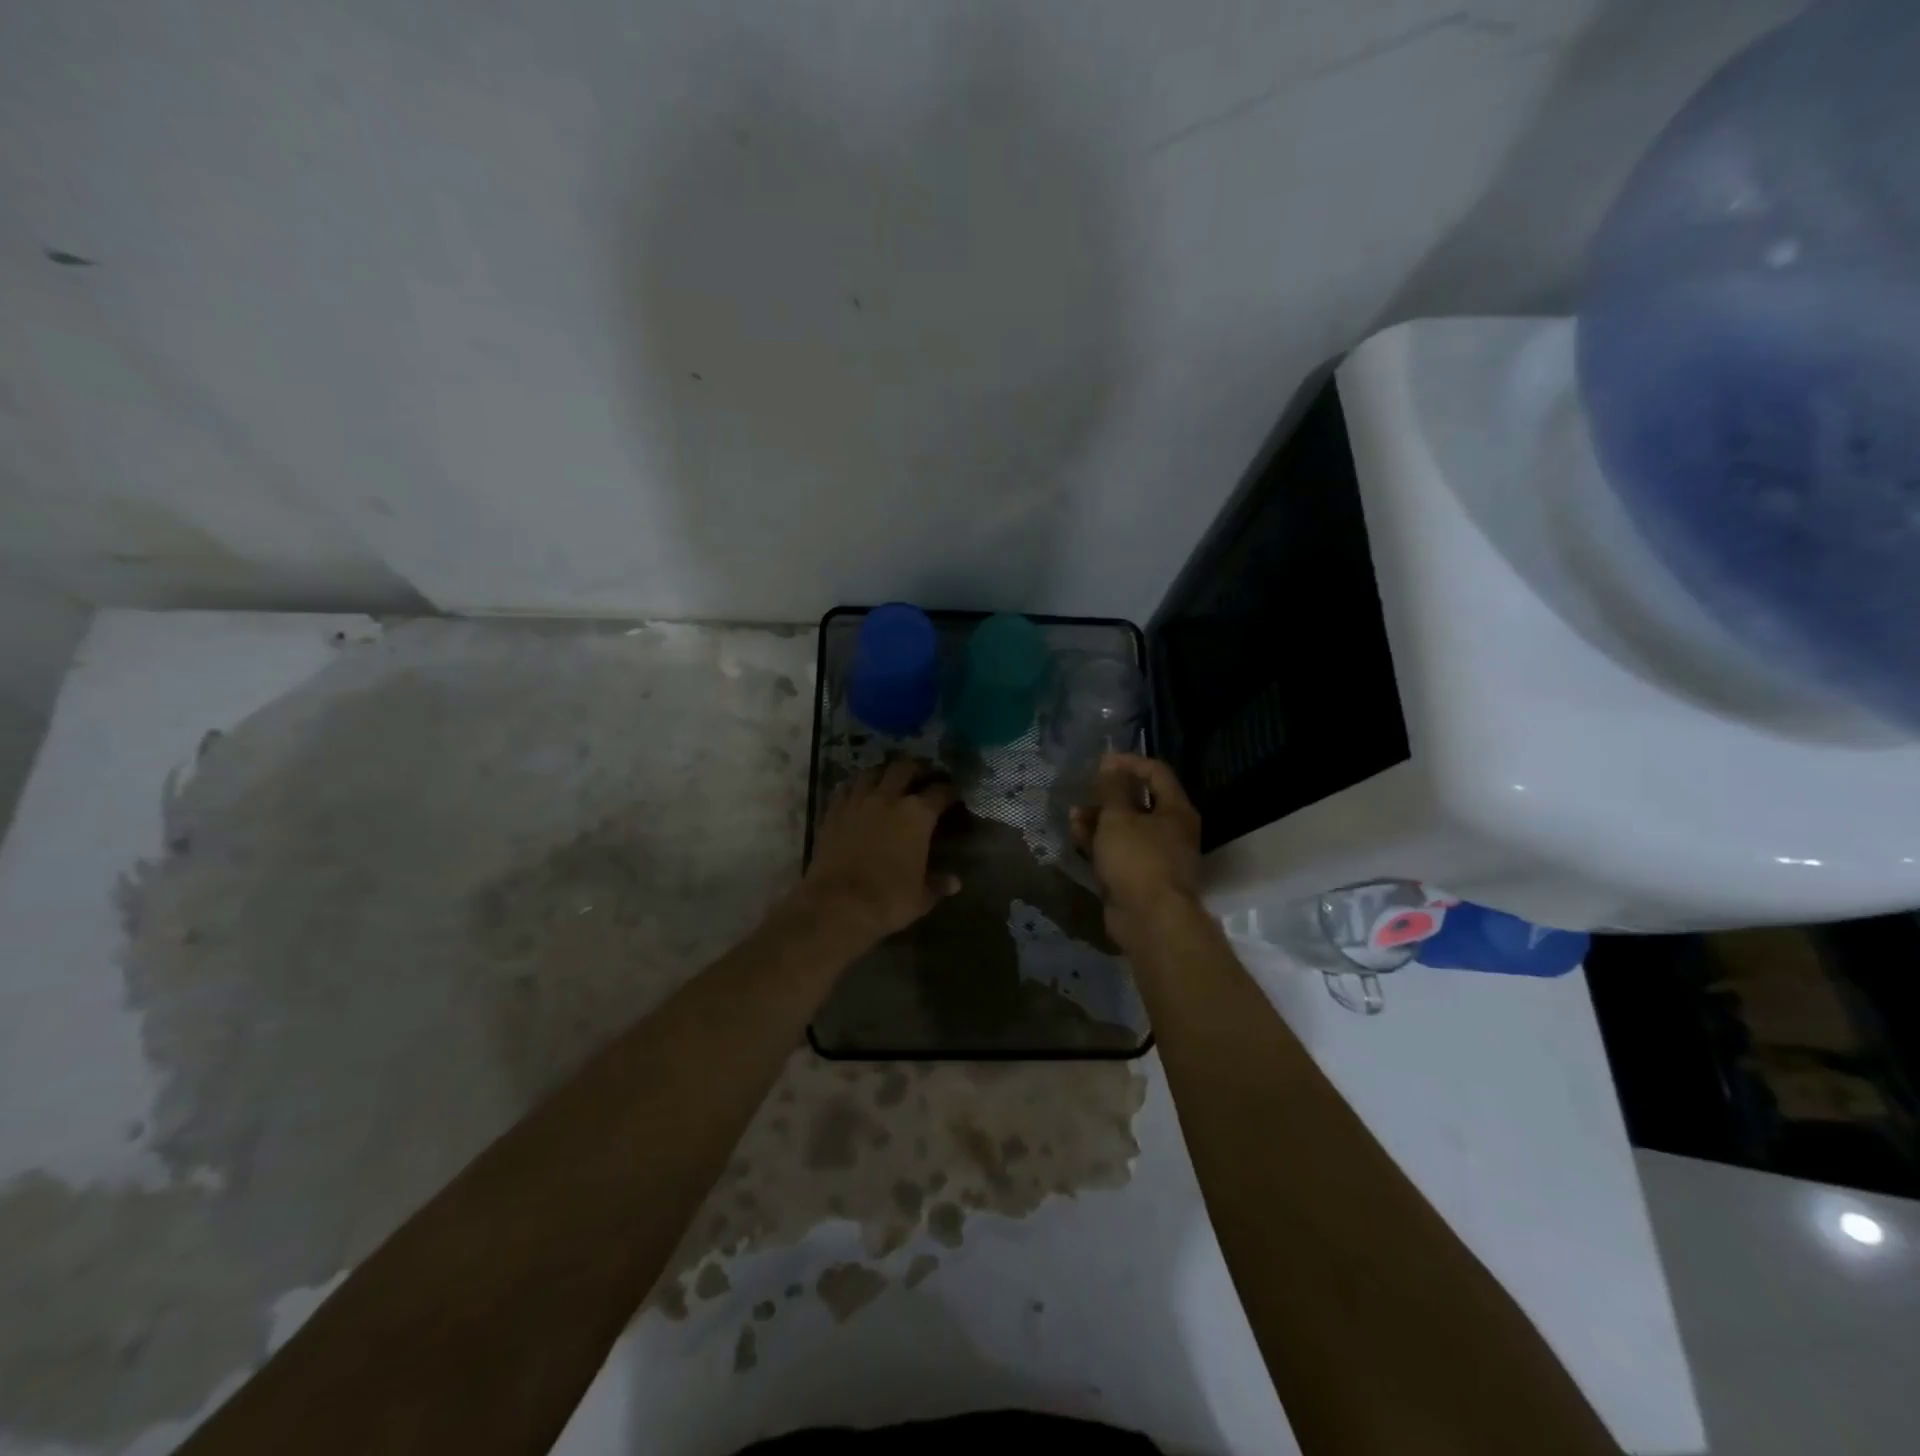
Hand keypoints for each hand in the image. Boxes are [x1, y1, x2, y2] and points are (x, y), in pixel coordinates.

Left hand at [798, 757, 960, 943]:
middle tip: (923, 775)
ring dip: (884, 771)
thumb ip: (938, 884)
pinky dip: (855, 785)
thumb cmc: (888, 900)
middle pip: (905, 767)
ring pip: (872, 771)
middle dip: (917, 768)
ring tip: (889, 778)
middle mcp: (888, 798)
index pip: (940, 791)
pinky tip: (858, 792)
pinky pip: (845, 787)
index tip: (953, 794)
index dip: (950, 791)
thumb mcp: (921, 896)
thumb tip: (955, 882)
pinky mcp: (833, 811)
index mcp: (917, 814)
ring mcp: (857, 801)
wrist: (837, 905)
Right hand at [1071, 753, 1202, 946]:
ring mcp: (1155, 856)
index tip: (1101, 762)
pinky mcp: (1139, 878)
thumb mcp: (1119, 817)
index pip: (1156, 773)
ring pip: (1125, 829)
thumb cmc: (1138, 859)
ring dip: (1099, 820)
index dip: (1129, 763)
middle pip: (1139, 802)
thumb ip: (1112, 788)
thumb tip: (1110, 762)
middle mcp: (1171, 830)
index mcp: (1175, 810)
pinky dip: (1100, 844)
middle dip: (1108, 796)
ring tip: (1073, 817)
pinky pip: (1118, 852)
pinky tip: (1077, 838)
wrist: (1150, 920)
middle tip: (1084, 791)